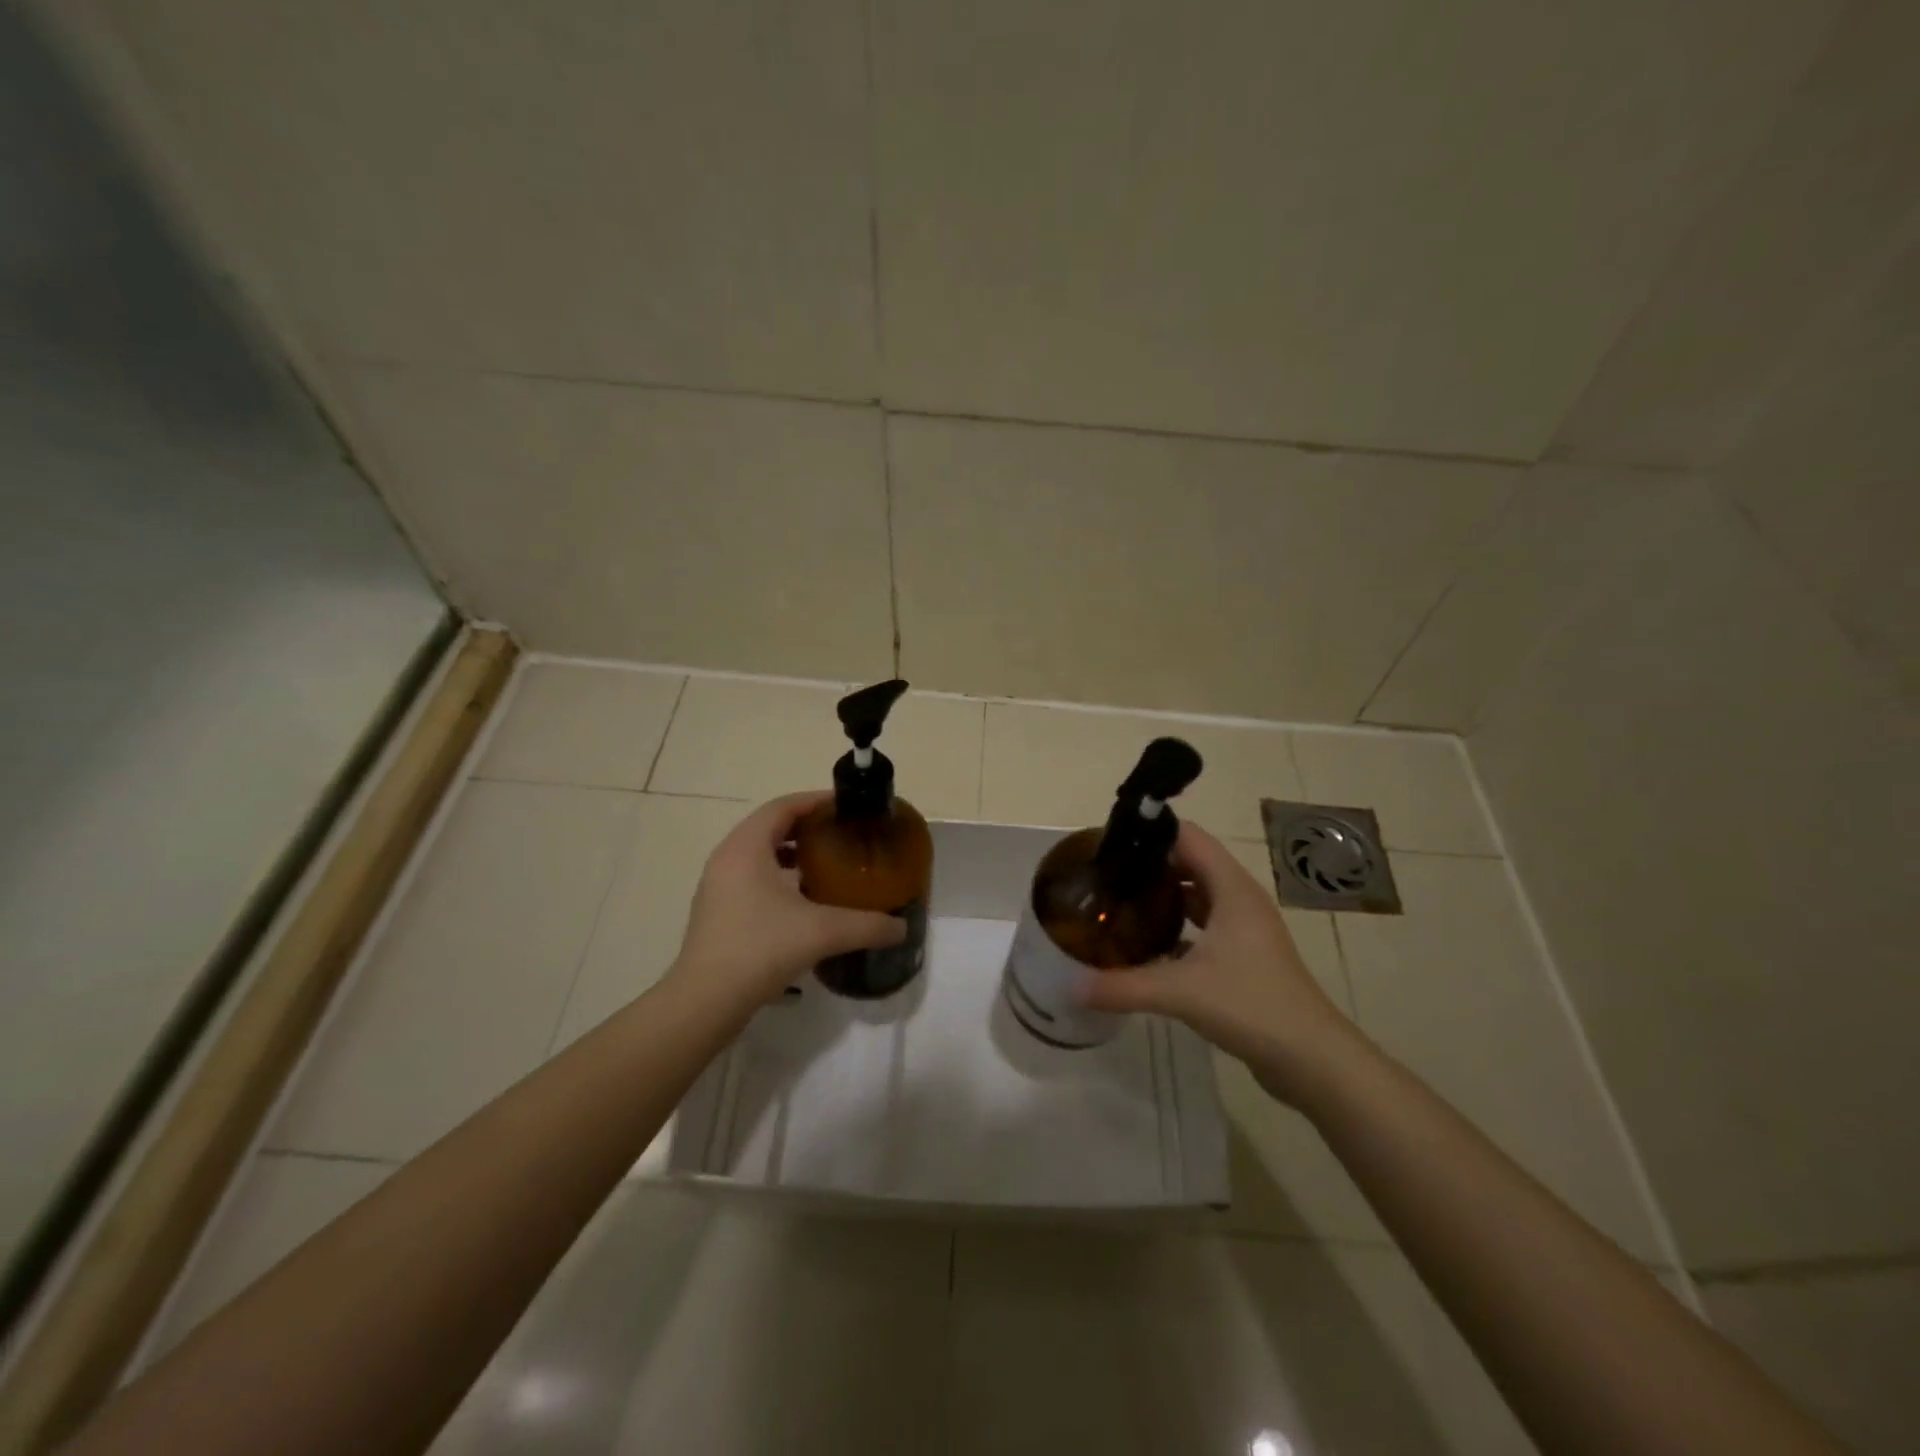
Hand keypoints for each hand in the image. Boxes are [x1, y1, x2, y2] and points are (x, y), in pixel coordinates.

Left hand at [671, 792, 905, 1009]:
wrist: (704, 1003)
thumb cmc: (759, 950)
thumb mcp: (822, 932)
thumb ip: (867, 925)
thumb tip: (901, 928)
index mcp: (746, 848)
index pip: (783, 807)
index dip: (816, 802)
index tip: (848, 807)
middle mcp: (728, 859)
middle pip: (771, 827)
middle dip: (808, 827)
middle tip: (843, 835)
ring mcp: (718, 887)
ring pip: (760, 854)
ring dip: (792, 853)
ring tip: (828, 866)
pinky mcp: (718, 912)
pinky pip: (752, 878)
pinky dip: (780, 877)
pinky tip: (805, 902)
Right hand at [1079, 821, 1358, 1102]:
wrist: (1312, 1060)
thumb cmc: (1252, 1006)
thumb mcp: (1180, 992)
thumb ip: (1122, 986)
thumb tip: (1070, 985)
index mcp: (1231, 888)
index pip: (1188, 837)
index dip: (1151, 833)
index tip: (1110, 843)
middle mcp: (1239, 899)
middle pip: (1190, 863)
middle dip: (1149, 864)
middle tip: (1105, 874)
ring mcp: (1245, 928)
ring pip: (1197, 895)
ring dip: (1163, 894)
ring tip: (1119, 901)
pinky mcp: (1244, 955)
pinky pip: (1203, 924)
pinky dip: (1176, 925)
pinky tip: (1146, 943)